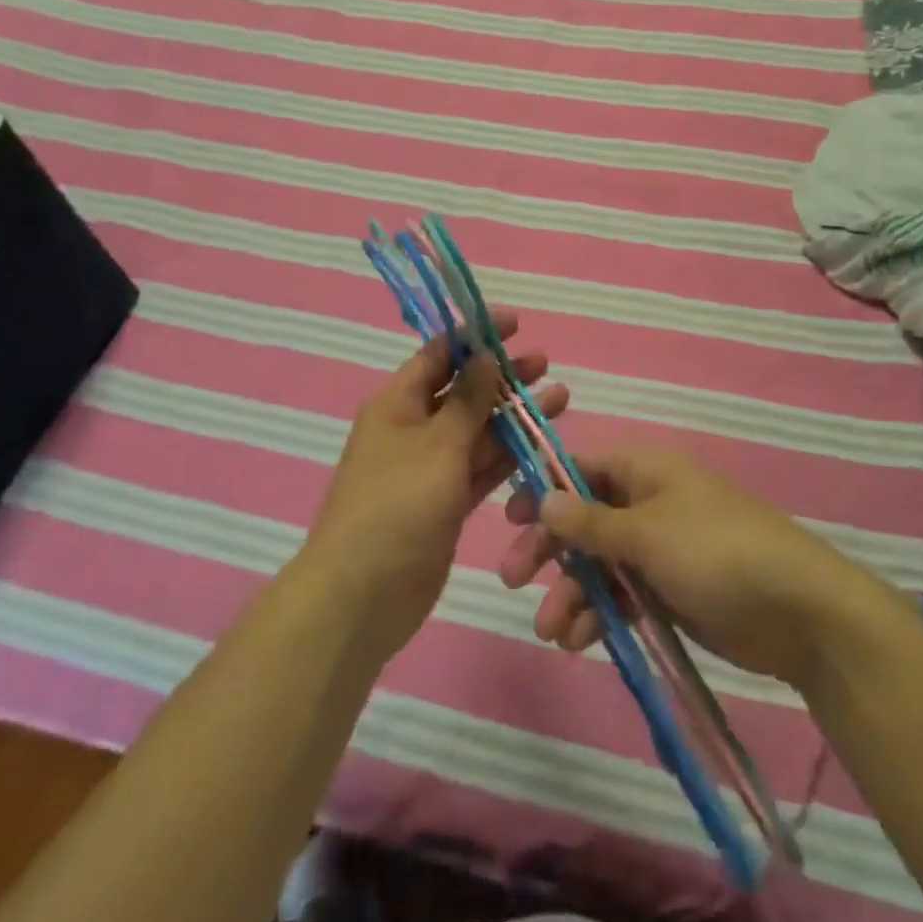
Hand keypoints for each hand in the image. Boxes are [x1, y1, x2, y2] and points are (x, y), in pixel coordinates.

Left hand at [303, 310, 569, 657]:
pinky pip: (482, 468)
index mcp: (398, 403)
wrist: (362, 597)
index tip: (515, 323)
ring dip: (514, 415)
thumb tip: (484, 355)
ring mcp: (430, 467)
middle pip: (463, 390)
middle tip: (545, 363)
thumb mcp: (437, 446)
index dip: (475, 336)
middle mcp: (413, 428)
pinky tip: (542, 442)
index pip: (440, 354)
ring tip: (561, 397)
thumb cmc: (396, 507)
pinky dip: (509, 455)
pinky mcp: (446, 501)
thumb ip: (467, 401)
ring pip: (478, 430)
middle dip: (502, 375)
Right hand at [499, 449, 873, 686]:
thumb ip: (590, 522)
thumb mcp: (646, 533)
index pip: (581, 469)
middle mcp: (648, 503)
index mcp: (646, 471)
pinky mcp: (672, 591)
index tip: (508, 517)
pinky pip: (623, 595)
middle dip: (549, 549)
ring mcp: (661, 549)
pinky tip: (580, 641)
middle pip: (584, 519)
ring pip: (600, 563)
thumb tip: (543, 499)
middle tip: (512, 578)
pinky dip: (601, 613)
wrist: (800, 612)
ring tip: (552, 632)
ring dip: (571, 592)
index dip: (543, 489)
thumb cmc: (716, 552)